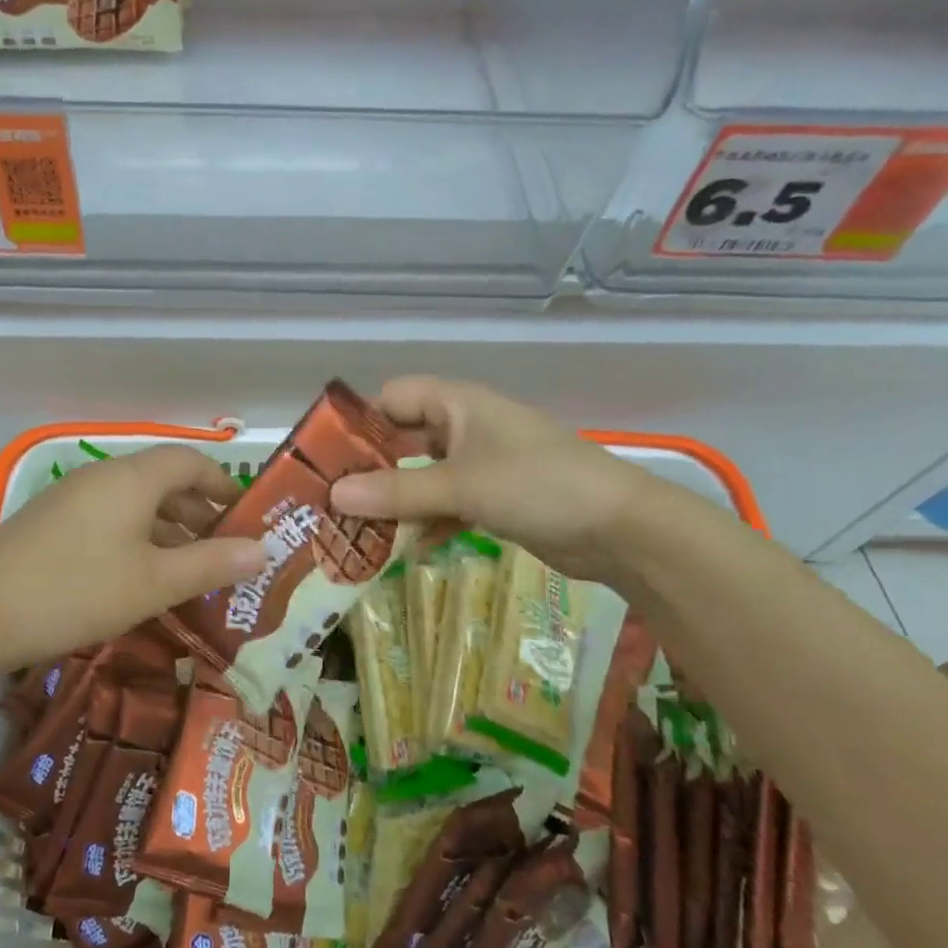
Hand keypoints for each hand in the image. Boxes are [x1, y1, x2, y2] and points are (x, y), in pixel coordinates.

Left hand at [0, 445, 266, 667]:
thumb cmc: (79, 591)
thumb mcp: (155, 583)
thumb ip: (212, 563)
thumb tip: (263, 549)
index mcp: (131, 478)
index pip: (189, 460)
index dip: (222, 482)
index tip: (244, 513)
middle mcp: (101, 476)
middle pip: (161, 479)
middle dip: (197, 509)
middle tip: (222, 547)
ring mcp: (69, 498)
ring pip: (133, 501)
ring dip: (166, 526)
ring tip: (187, 566)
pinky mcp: (48, 522)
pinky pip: (107, 517)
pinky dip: (135, 536)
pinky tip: (137, 575)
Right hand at [328, 377, 651, 581]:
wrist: (621, 530)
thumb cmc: (537, 486)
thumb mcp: (460, 486)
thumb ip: (396, 491)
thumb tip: (333, 496)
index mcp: (458, 404)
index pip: (392, 398)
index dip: (358, 423)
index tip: (326, 459)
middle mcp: (466, 426)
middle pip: (404, 439)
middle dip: (371, 469)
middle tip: (333, 501)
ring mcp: (483, 463)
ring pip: (425, 475)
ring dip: (397, 501)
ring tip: (358, 532)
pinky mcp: (496, 497)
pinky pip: (448, 503)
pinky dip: (428, 521)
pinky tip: (407, 549)